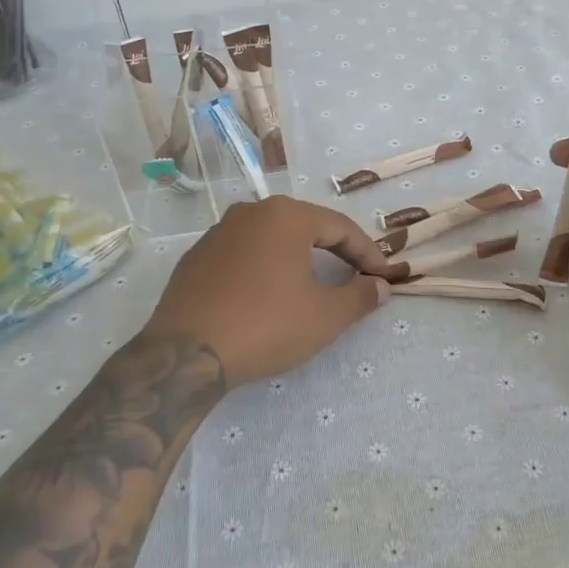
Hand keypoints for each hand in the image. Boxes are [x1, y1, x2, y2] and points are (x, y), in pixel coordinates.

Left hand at [143, 196, 391, 385]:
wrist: (185, 355)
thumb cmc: (266, 326)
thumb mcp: (325, 316)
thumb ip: (360, 296)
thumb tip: (381, 286)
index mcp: (286, 216)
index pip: (340, 227)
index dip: (367, 253)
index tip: (383, 277)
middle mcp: (251, 212)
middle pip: (306, 226)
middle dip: (335, 251)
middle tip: (355, 276)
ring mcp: (219, 232)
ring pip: (272, 238)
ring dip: (299, 258)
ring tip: (314, 283)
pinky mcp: (196, 257)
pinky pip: (244, 253)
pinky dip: (266, 267)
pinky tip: (269, 294)